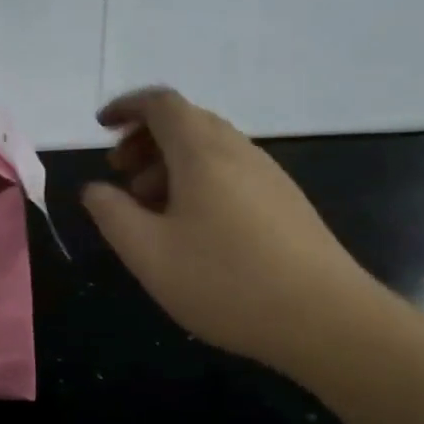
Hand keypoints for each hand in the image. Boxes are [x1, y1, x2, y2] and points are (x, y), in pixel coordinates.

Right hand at [81, 88, 383, 379]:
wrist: (328, 320)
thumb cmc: (226, 281)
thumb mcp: (148, 253)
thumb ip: (112, 214)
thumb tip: (95, 189)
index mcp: (202, 152)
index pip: (161, 103)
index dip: (126, 107)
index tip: (101, 128)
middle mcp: (237, 151)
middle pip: (185, 121)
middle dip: (144, 139)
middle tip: (119, 173)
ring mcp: (267, 175)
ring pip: (209, 148)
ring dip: (169, 163)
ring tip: (149, 206)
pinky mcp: (285, 202)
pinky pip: (230, 171)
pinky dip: (197, 181)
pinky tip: (190, 227)